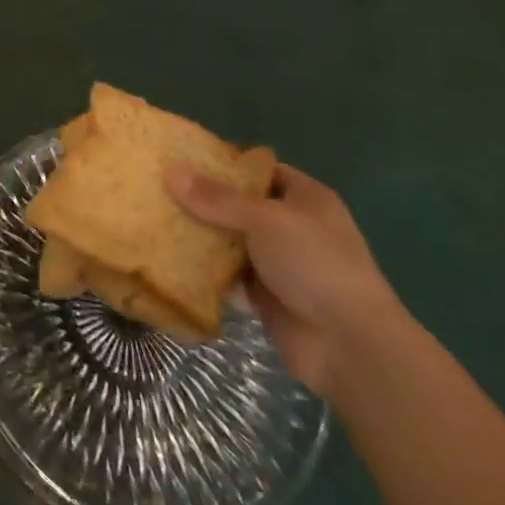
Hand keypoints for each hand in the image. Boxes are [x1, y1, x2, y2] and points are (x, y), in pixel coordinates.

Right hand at [167, 158, 400, 398]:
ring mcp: (279, 263)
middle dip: (203, 199)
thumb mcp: (265, 220)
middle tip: (159, 187)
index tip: (183, 158)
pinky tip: (169, 256)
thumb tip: (170, 171)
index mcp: (306, 199)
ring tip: (155, 217)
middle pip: (240, 205)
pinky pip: (227, 274)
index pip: (261, 171)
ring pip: (230, 240)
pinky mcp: (265, 295)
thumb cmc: (315, 265)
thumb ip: (216, 198)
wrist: (349, 346)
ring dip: (201, 234)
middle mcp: (293, 227)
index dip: (225, 163)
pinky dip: (204, 269)